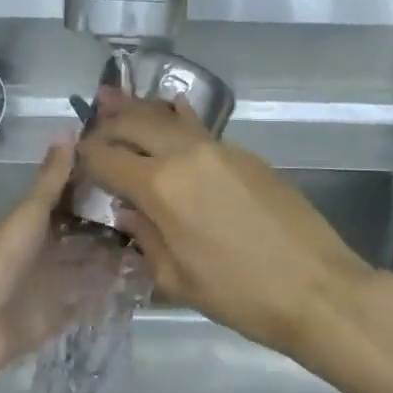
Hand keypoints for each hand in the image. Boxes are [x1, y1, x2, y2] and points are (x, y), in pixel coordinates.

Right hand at [75, 91, 380, 360]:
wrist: (316, 287)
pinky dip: (177, 119)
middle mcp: (185, 154)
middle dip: (108, 123)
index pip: (106, 157)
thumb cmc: (240, 295)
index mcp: (160, 186)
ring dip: (139, 109)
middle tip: (93, 127)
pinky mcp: (245, 153)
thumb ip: (144, 236)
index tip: (76, 160)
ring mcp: (219, 148)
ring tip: (115, 97)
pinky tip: (172, 110)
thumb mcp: (176, 278)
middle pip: (135, 123)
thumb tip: (127, 210)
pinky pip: (200, 128)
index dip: (85, 157)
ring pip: (168, 116)